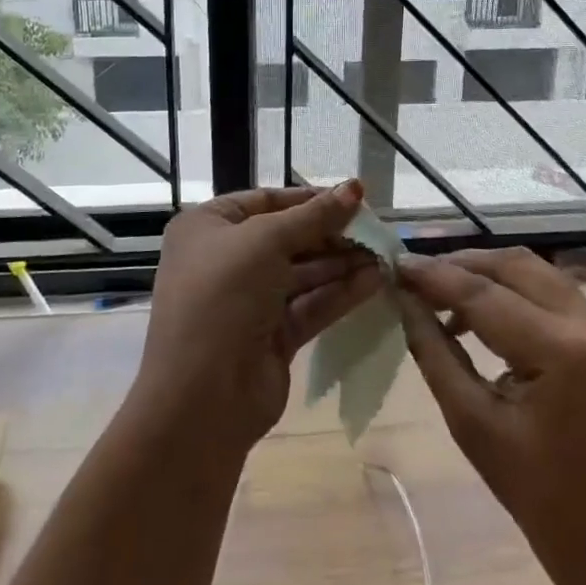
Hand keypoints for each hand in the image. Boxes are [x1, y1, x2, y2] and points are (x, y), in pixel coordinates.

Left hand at [134, 181, 379, 452]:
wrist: (201, 398)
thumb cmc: (224, 295)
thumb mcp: (266, 241)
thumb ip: (315, 215)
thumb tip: (355, 186)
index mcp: (208, 227)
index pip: (265, 201)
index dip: (309, 198)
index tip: (353, 197)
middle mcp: (225, 260)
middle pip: (287, 237)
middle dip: (331, 233)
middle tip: (375, 228)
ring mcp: (248, 301)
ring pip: (302, 273)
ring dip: (341, 263)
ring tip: (384, 253)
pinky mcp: (271, 337)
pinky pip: (309, 305)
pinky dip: (339, 293)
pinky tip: (374, 281)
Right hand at [396, 249, 585, 584]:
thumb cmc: (538, 496)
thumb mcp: (472, 424)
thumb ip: (434, 351)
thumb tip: (402, 299)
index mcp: (563, 351)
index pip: (483, 293)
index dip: (434, 275)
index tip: (394, 263)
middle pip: (513, 265)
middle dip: (460, 264)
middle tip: (415, 274)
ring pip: (532, 269)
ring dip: (484, 272)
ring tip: (439, 290)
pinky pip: (549, 290)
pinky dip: (510, 289)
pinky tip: (477, 310)